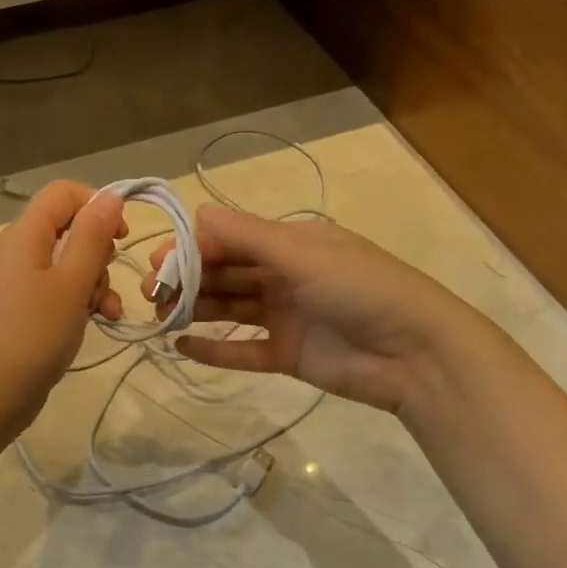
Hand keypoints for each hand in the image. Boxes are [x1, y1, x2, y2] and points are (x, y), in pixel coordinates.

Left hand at [0, 181, 125, 429]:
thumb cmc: (36, 333)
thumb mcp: (73, 282)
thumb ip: (92, 236)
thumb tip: (109, 196)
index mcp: (24, 235)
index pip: (63, 193)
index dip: (97, 205)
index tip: (121, 236)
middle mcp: (16, 250)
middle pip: (68, 228)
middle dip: (98, 252)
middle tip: (107, 281)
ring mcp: (16, 280)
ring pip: (66, 262)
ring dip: (94, 281)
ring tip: (108, 311)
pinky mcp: (20, 306)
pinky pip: (56, 288)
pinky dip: (79, 298)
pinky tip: (99, 320)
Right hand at [141, 204, 464, 414]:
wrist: (415, 354)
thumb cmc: (360, 289)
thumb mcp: (303, 254)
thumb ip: (247, 236)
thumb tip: (196, 213)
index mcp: (292, 243)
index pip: (230, 239)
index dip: (193, 249)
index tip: (159, 263)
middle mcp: (285, 274)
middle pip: (225, 273)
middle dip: (187, 279)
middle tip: (151, 294)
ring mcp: (286, 315)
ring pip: (230, 307)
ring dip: (195, 310)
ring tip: (159, 317)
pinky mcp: (288, 354)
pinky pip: (243, 349)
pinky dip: (214, 348)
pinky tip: (182, 347)